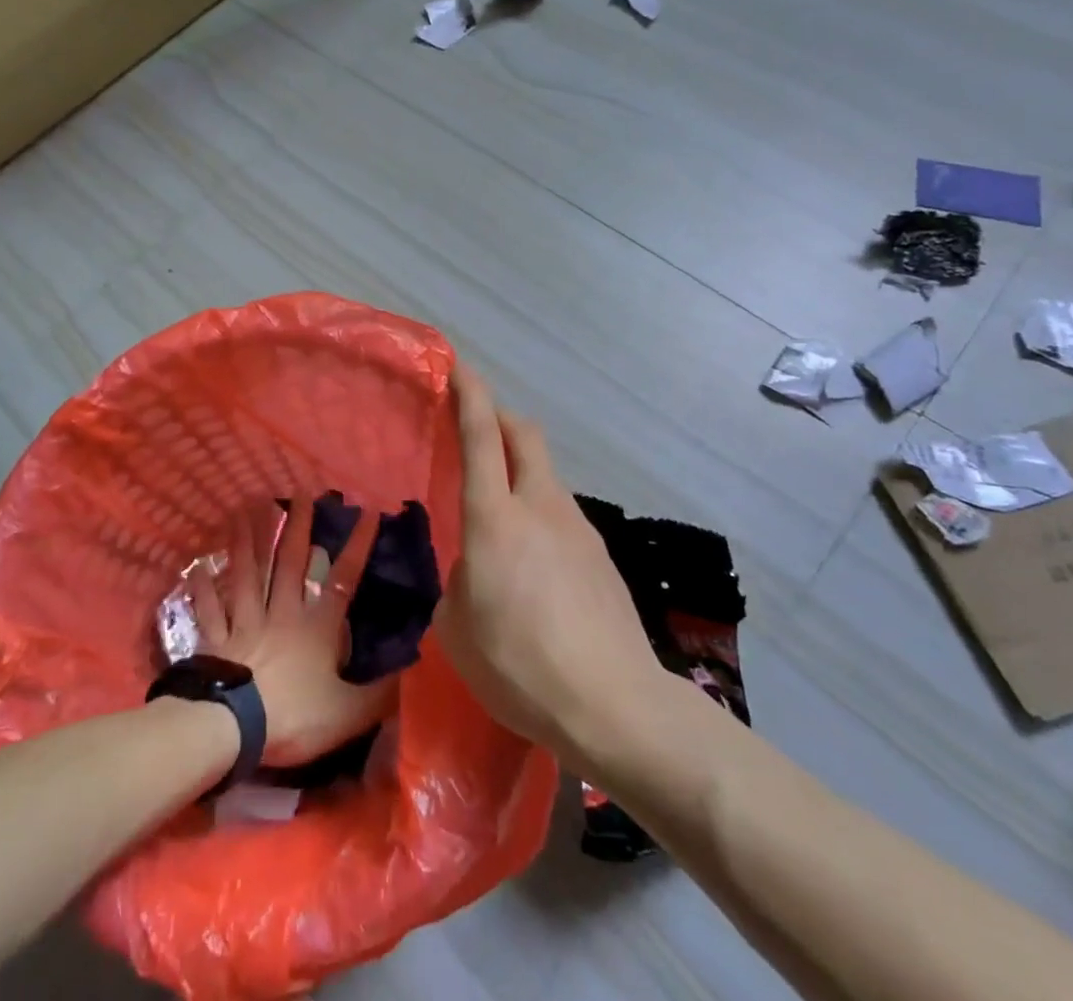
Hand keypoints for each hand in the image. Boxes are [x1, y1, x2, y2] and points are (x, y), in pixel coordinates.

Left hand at [188, 501, 395, 767]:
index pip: (344, 580)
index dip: (358, 546)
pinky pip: (211, 609)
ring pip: (248, 574)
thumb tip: (412, 671)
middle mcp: (282, 614)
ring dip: (247, 541)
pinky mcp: (216, 640)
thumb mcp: (348, 713)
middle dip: (297, 527)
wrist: (231, 729)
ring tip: (244, 509)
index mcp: (317, 628)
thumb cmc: (293, 716)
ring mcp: (246, 623)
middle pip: (289, 563)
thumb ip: (380, 694)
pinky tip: (198, 566)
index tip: (368, 513)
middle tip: (299, 493)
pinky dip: (204, 588)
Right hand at [435, 363, 661, 767]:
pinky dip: (538, 511)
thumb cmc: (521, 665)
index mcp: (495, 518)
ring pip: (544, 474)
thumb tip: (476, 569)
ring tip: (498, 513)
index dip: (469, 393)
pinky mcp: (600, 555)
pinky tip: (532, 562)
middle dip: (499, 414)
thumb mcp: (458, 629)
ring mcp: (577, 528)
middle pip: (524, 434)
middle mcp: (540, 506)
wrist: (616, 706)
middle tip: (474, 421)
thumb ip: (460, 583)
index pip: (481, 435)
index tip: (456, 365)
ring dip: (519, 469)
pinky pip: (561, 513)